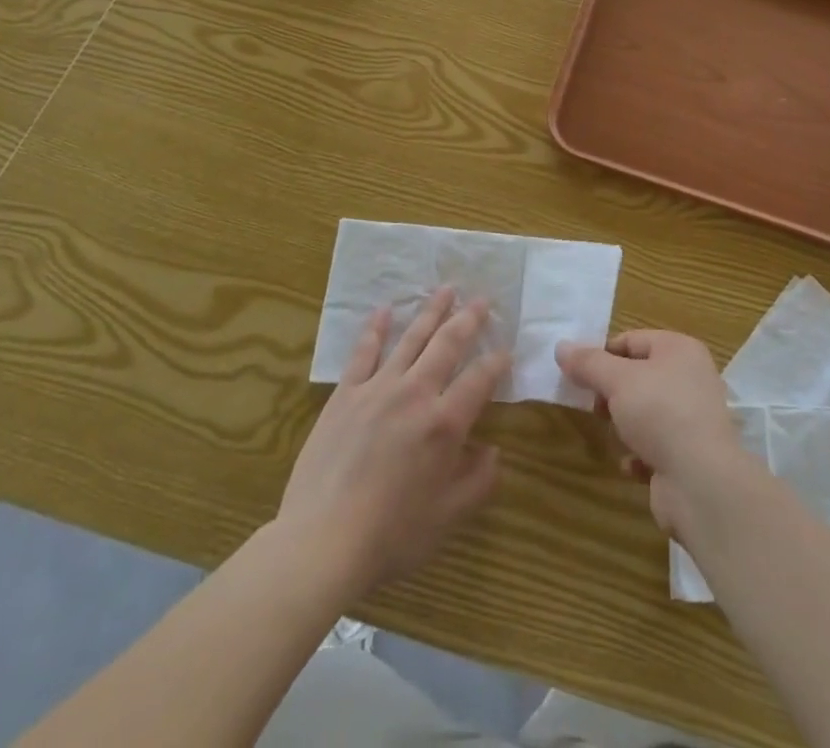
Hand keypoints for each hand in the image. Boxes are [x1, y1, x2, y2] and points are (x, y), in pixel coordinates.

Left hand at [279, 288, 509, 598]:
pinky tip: (385, 309)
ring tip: (446, 288)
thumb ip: (478, 481)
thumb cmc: (392, 535)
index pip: (480, 379)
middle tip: (482, 299)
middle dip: (468, 319)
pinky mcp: (345, 394)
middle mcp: (416, 393)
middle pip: (448, 345)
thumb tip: (494, 451)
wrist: (322, 542)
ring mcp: (377, 389)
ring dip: (431, 311)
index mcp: (445, 423)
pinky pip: (364, 352)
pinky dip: (376, 328)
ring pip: (411, 339)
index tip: (507, 349)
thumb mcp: (448, 517)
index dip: (497, 361)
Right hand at [556, 331, 750, 539]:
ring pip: (645, 413)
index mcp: (679, 350)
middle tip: (597, 408)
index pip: (631, 340)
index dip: (603, 355)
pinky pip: (656, 446)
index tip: (579, 376)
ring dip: (625, 426)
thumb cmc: (660, 413)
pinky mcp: (690, 454)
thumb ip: (588, 363)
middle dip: (612, 394)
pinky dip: (640, 455)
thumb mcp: (617, 380)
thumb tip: (561, 347)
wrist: (702, 482)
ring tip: (617, 437)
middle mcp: (690, 378)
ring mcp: (693, 418)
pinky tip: (632, 465)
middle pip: (638, 376)